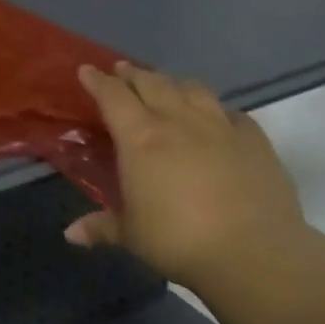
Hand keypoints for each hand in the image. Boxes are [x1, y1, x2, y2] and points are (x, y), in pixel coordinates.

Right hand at [68, 61, 302, 289]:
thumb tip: (70, 233)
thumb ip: (101, 227)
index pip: (113, 96)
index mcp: (140, 138)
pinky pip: (232, 113)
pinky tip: (219, 117)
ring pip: (192, 88)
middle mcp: (178, 121)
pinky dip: (219, 110)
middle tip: (122, 71)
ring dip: (174, 83)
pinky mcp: (253, 140)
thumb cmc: (179, 241)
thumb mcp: (132, 236)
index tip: (87, 70)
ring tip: (168, 86)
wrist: (254, 253)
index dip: (97, 81)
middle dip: (133, 74)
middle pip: (151, 83)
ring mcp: (219, 126)